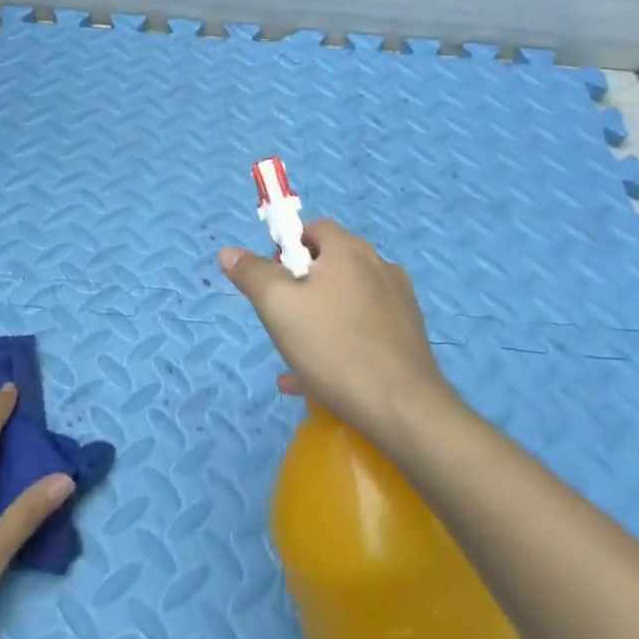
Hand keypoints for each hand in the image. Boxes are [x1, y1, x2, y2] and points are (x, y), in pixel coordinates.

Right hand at [220, 220, 454, 445]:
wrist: (403, 409)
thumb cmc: (334, 347)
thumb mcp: (278, 306)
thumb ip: (252, 274)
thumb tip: (229, 252)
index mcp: (349, 250)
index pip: (313, 229)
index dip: (287, 249)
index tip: (272, 283)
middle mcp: (379, 266)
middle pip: (329, 266)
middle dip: (300, 290)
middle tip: (282, 322)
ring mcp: (399, 302)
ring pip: (345, 302)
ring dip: (318, 321)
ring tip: (296, 360)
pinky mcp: (409, 336)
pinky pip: (364, 330)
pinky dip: (341, 344)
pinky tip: (319, 381)